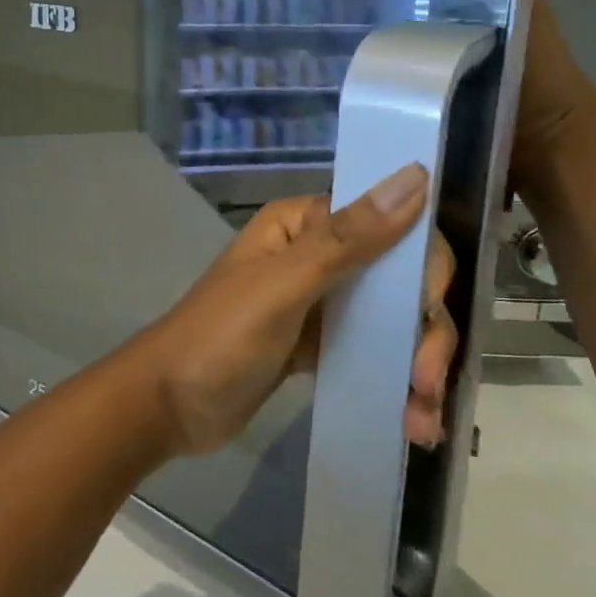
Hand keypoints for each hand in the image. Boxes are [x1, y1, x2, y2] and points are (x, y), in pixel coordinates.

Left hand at [135, 164, 460, 456]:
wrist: (168, 406)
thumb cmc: (219, 337)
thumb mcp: (283, 286)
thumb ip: (348, 238)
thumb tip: (415, 176)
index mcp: (304, 224)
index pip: (389, 224)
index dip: (422, 266)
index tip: (427, 312)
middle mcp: (317, 255)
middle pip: (399, 279)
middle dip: (423, 330)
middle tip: (425, 381)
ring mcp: (320, 303)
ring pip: (392, 320)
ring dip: (416, 364)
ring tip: (420, 419)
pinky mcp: (320, 345)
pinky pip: (373, 353)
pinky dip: (396, 382)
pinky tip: (412, 420)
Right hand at [248, 0, 595, 184]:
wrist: (548, 145)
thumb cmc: (535, 72)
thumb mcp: (511, 2)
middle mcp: (417, 7)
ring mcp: (406, 45)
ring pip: (349, 14)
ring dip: (308, 4)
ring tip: (261, 4)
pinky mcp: (401, 81)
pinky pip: (357, 56)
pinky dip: (328, 49)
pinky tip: (296, 57)